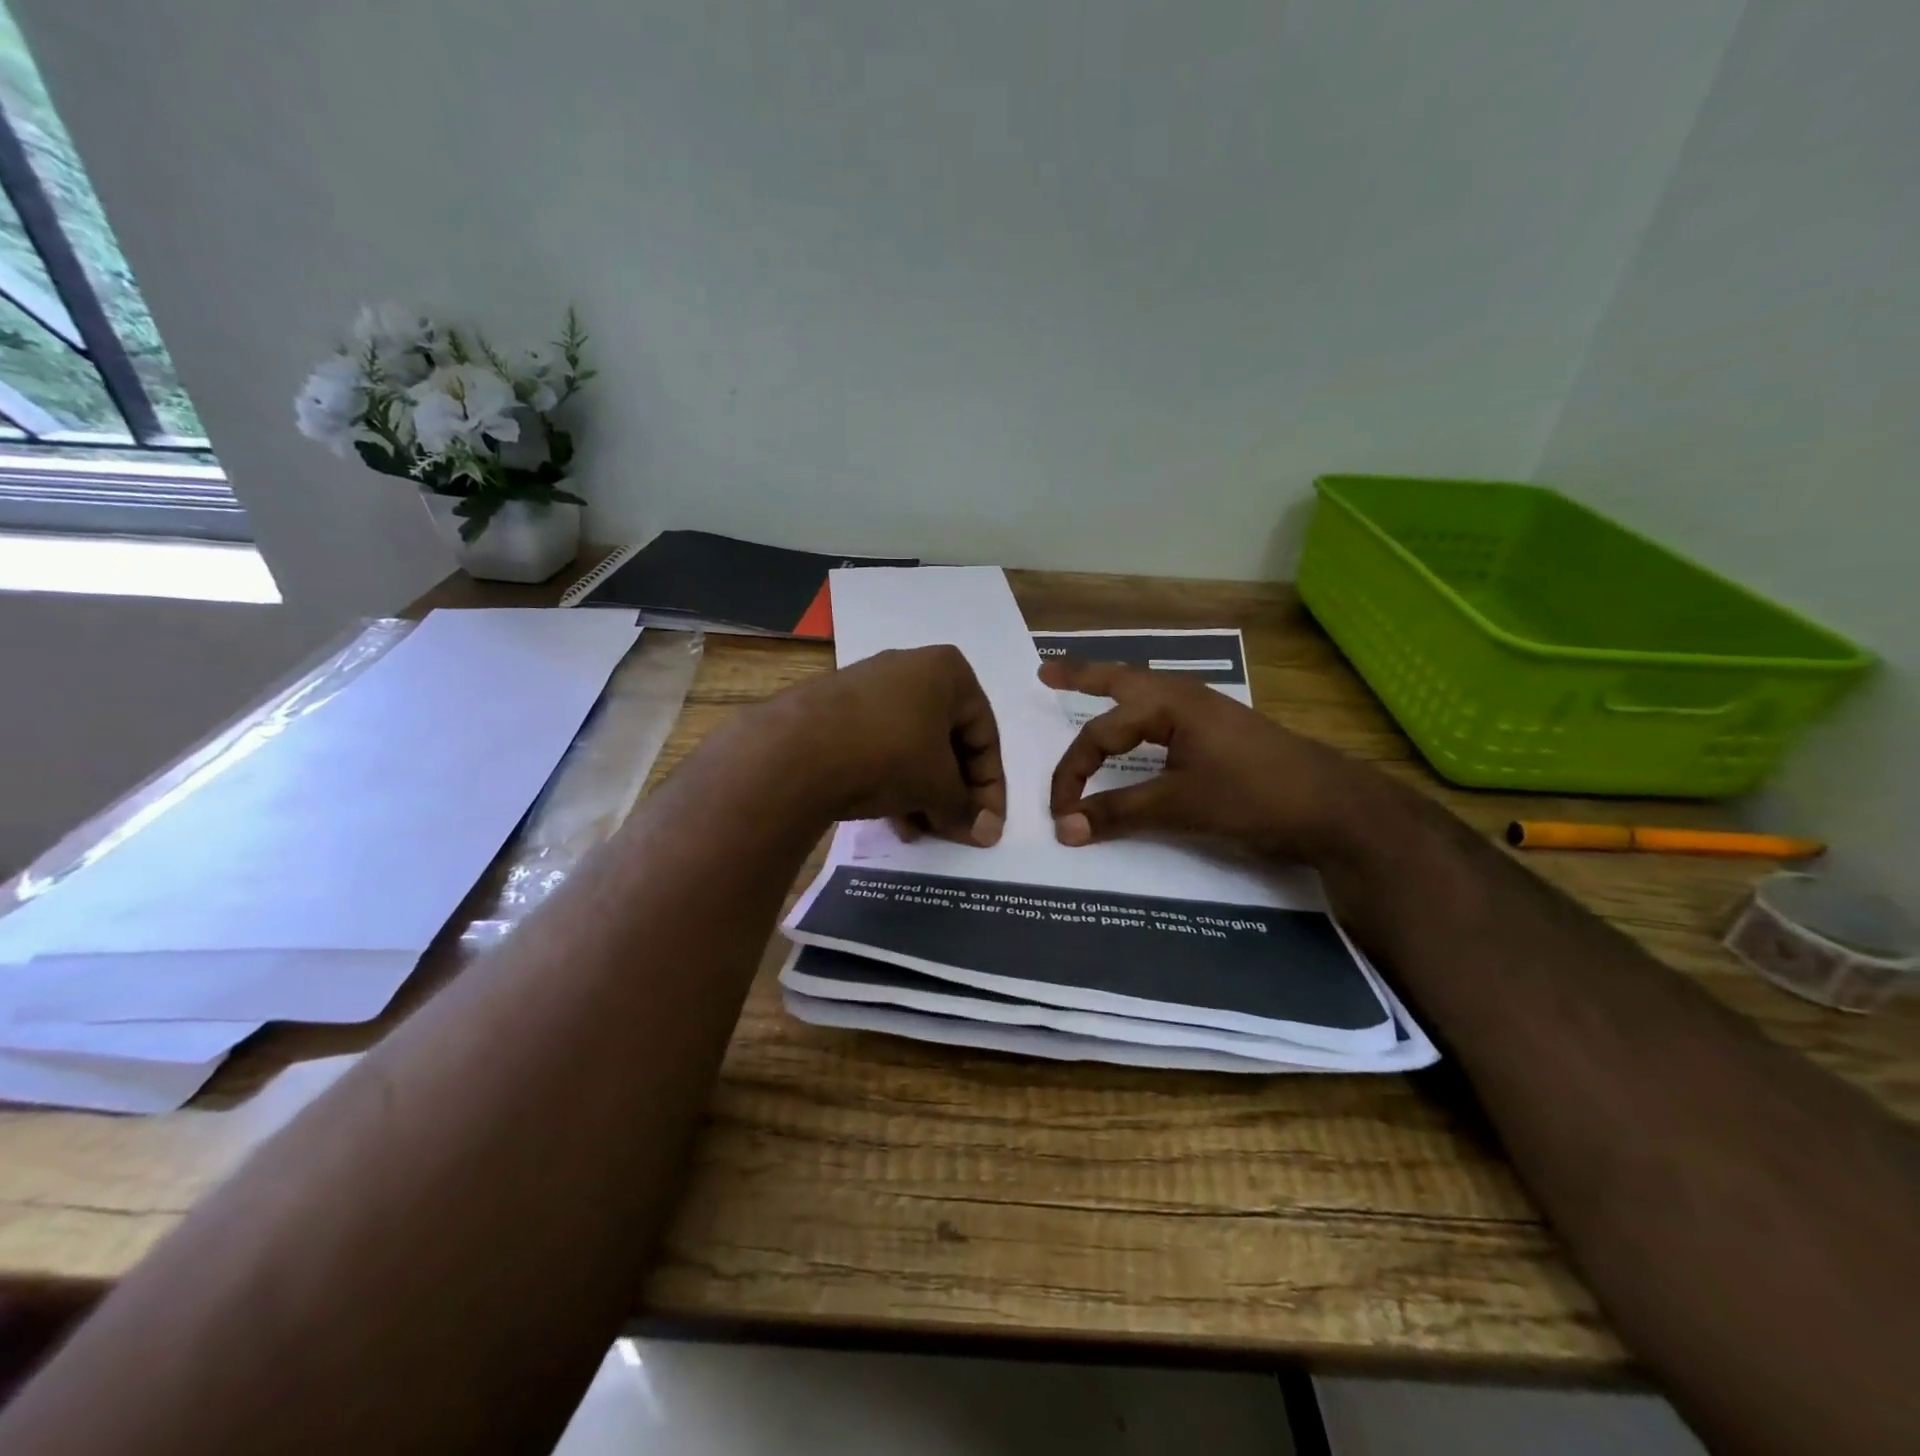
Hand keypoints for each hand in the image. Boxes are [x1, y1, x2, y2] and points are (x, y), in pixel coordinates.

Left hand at [781, 645, 1005, 845]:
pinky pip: (878, 746)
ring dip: (923, 792)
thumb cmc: (888, 754)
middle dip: (953, 791)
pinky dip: (892, 780)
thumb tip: (988, 833)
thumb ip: (966, 809)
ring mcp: (868, 686)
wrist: (794, 751)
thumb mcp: (937, 785)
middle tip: (954, 829)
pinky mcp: (834, 709)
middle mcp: (910, 668)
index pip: (985, 735)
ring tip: (922, 831)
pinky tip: (892, 820)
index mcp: (948, 670)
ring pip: (911, 746)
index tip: (988, 825)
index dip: (991, 787)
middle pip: (947, 740)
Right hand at [1040, 658, 1369, 862]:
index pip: (1100, 734)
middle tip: (1045, 674)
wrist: (1334, 808)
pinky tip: (1141, 724)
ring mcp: (1207, 710)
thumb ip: (1118, 814)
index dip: (1072, 773)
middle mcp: (1185, 696)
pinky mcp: (1221, 730)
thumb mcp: (1179, 806)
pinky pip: (1165, 710)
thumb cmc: (1253, 797)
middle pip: (1121, 679)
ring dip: (1112, 689)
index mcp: (1169, 703)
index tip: (1060, 814)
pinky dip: (1138, 711)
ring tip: (1086, 686)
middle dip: (1082, 677)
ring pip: (1145, 692)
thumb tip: (1064, 829)